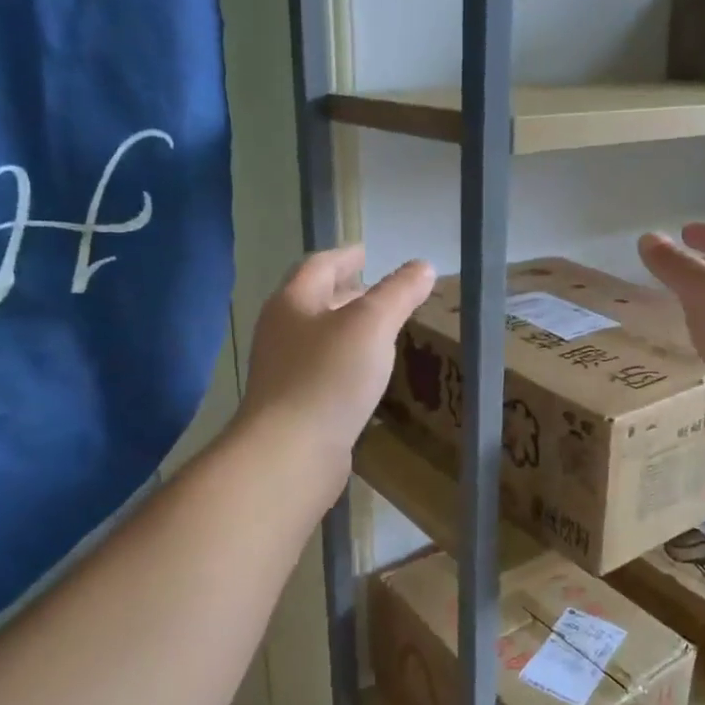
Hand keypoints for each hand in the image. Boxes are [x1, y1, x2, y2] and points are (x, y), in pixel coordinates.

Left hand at [238, 244, 435, 471]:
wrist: (289, 453)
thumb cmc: (328, 377)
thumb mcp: (372, 324)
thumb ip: (398, 293)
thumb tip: (423, 266)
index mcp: (293, 302)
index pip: (320, 266)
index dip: (345, 256)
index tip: (366, 252)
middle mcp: (282, 331)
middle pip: (315, 301)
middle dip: (346, 292)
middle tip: (379, 291)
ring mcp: (284, 371)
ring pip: (319, 337)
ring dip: (347, 328)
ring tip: (379, 330)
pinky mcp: (294, 405)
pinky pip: (323, 370)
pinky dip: (346, 361)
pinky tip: (367, 374)